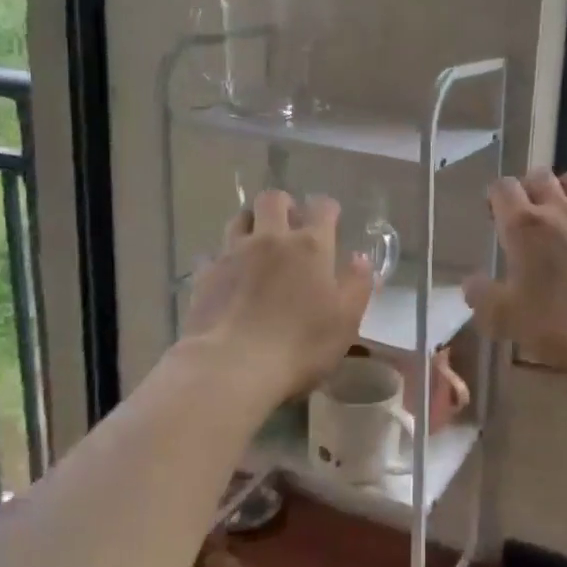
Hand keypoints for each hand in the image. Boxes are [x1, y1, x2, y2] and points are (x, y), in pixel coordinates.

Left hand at [182, 191, 374, 404]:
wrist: (232, 366)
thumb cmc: (300, 345)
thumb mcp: (346, 321)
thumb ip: (357, 285)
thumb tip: (361, 258)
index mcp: (310, 246)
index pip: (322, 208)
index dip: (327, 209)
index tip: (331, 218)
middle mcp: (271, 239)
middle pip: (272, 199)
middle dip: (283, 204)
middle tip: (289, 223)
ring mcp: (233, 254)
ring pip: (239, 219)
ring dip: (251, 223)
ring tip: (257, 243)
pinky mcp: (205, 275)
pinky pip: (212, 254)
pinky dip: (222, 259)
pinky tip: (227, 275)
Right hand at [463, 169, 566, 371]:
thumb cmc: (560, 322)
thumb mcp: (506, 319)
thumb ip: (482, 298)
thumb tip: (471, 283)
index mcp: (523, 226)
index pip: (503, 187)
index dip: (495, 197)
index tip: (493, 216)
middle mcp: (558, 211)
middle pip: (540, 176)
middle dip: (528, 187)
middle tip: (524, 215)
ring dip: (563, 189)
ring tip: (559, 212)